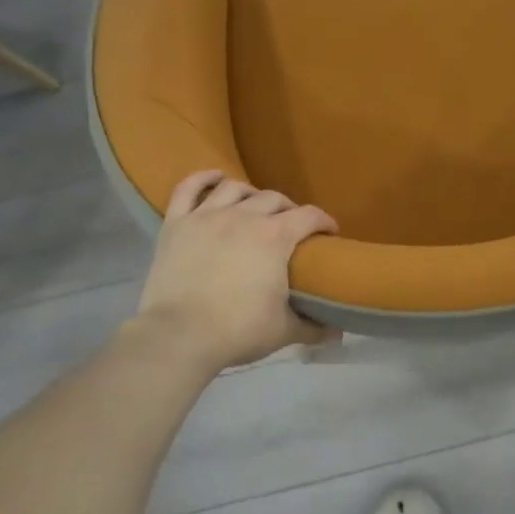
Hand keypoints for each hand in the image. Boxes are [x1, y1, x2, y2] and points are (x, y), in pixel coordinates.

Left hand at [134, 171, 338, 371]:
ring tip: (255, 206)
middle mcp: (243, 216)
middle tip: (292, 227)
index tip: (329, 233)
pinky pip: (188, 188)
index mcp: (275, 237)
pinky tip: (215, 178)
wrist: (179, 335)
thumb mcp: (284, 331)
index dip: (324, 221)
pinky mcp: (176, 224)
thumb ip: (313, 328)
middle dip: (289, 209)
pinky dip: (203, 179)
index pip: (309, 216)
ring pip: (235, 188)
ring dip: (252, 194)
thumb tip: (337, 334)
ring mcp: (206, 216)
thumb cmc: (238, 331)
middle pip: (274, 199)